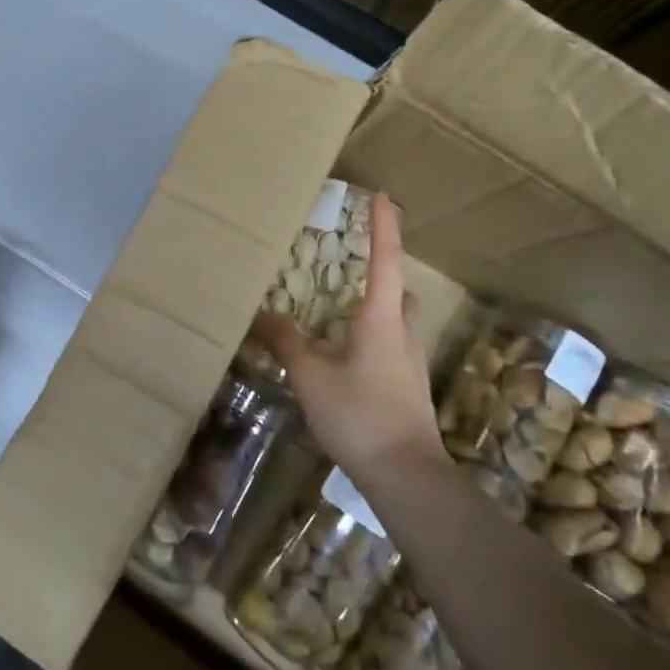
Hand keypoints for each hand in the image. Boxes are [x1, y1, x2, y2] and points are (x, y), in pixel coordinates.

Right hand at [248, 192, 448, 481]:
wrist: (406, 475)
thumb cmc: (359, 414)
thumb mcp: (310, 376)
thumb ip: (286, 342)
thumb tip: (260, 315)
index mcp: (380, 318)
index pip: (385, 259)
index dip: (383, 225)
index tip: (381, 195)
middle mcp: (401, 331)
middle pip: (396, 289)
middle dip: (380, 272)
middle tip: (350, 267)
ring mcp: (409, 361)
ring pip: (396, 319)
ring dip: (376, 307)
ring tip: (339, 312)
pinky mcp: (409, 387)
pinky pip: (391, 345)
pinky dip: (372, 338)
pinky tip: (345, 357)